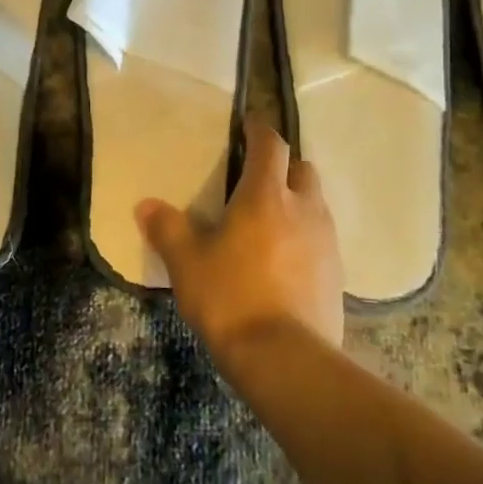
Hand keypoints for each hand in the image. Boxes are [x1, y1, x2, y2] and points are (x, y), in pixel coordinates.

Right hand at [136, 118, 344, 356]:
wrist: (285, 358)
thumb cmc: (230, 297)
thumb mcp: (187, 263)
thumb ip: (167, 229)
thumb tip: (145, 205)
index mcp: (266, 195)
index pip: (271, 145)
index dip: (259, 130)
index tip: (248, 125)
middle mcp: (304, 208)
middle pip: (303, 169)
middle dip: (284, 166)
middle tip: (258, 178)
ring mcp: (326, 241)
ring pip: (316, 203)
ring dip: (297, 201)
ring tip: (270, 220)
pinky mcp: (337, 273)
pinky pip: (322, 238)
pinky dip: (305, 236)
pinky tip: (284, 259)